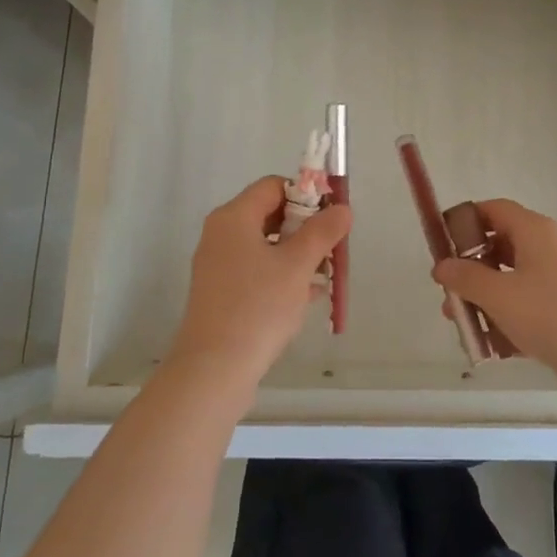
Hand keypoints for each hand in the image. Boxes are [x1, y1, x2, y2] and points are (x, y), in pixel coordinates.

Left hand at [168, 176, 351, 397]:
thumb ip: (322, 232)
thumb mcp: (297, 265)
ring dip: (298, 255)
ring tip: (326, 276)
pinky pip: (258, 271)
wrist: (214, 370)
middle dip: (306, 229)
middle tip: (332, 249)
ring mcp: (219, 266)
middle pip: (271, 214)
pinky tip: (308, 297)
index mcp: (234, 217)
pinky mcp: (222, 293)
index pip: (274, 186)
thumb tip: (343, 209)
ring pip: (266, 246)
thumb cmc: (257, 307)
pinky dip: (283, 276)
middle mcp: (221, 234)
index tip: (332, 218)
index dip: (306, 195)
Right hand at [432, 199, 556, 416]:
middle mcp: (545, 251)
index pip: (493, 210)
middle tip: (447, 296)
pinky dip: (504, 325)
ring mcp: (555, 285)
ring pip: (508, 284)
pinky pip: (523, 312)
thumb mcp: (499, 294)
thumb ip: (465, 278)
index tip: (440, 245)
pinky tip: (488, 349)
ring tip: (463, 328)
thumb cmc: (553, 315)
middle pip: (497, 248)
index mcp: (533, 232)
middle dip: (469, 271)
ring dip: (482, 302)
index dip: (465, 221)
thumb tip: (441, 265)